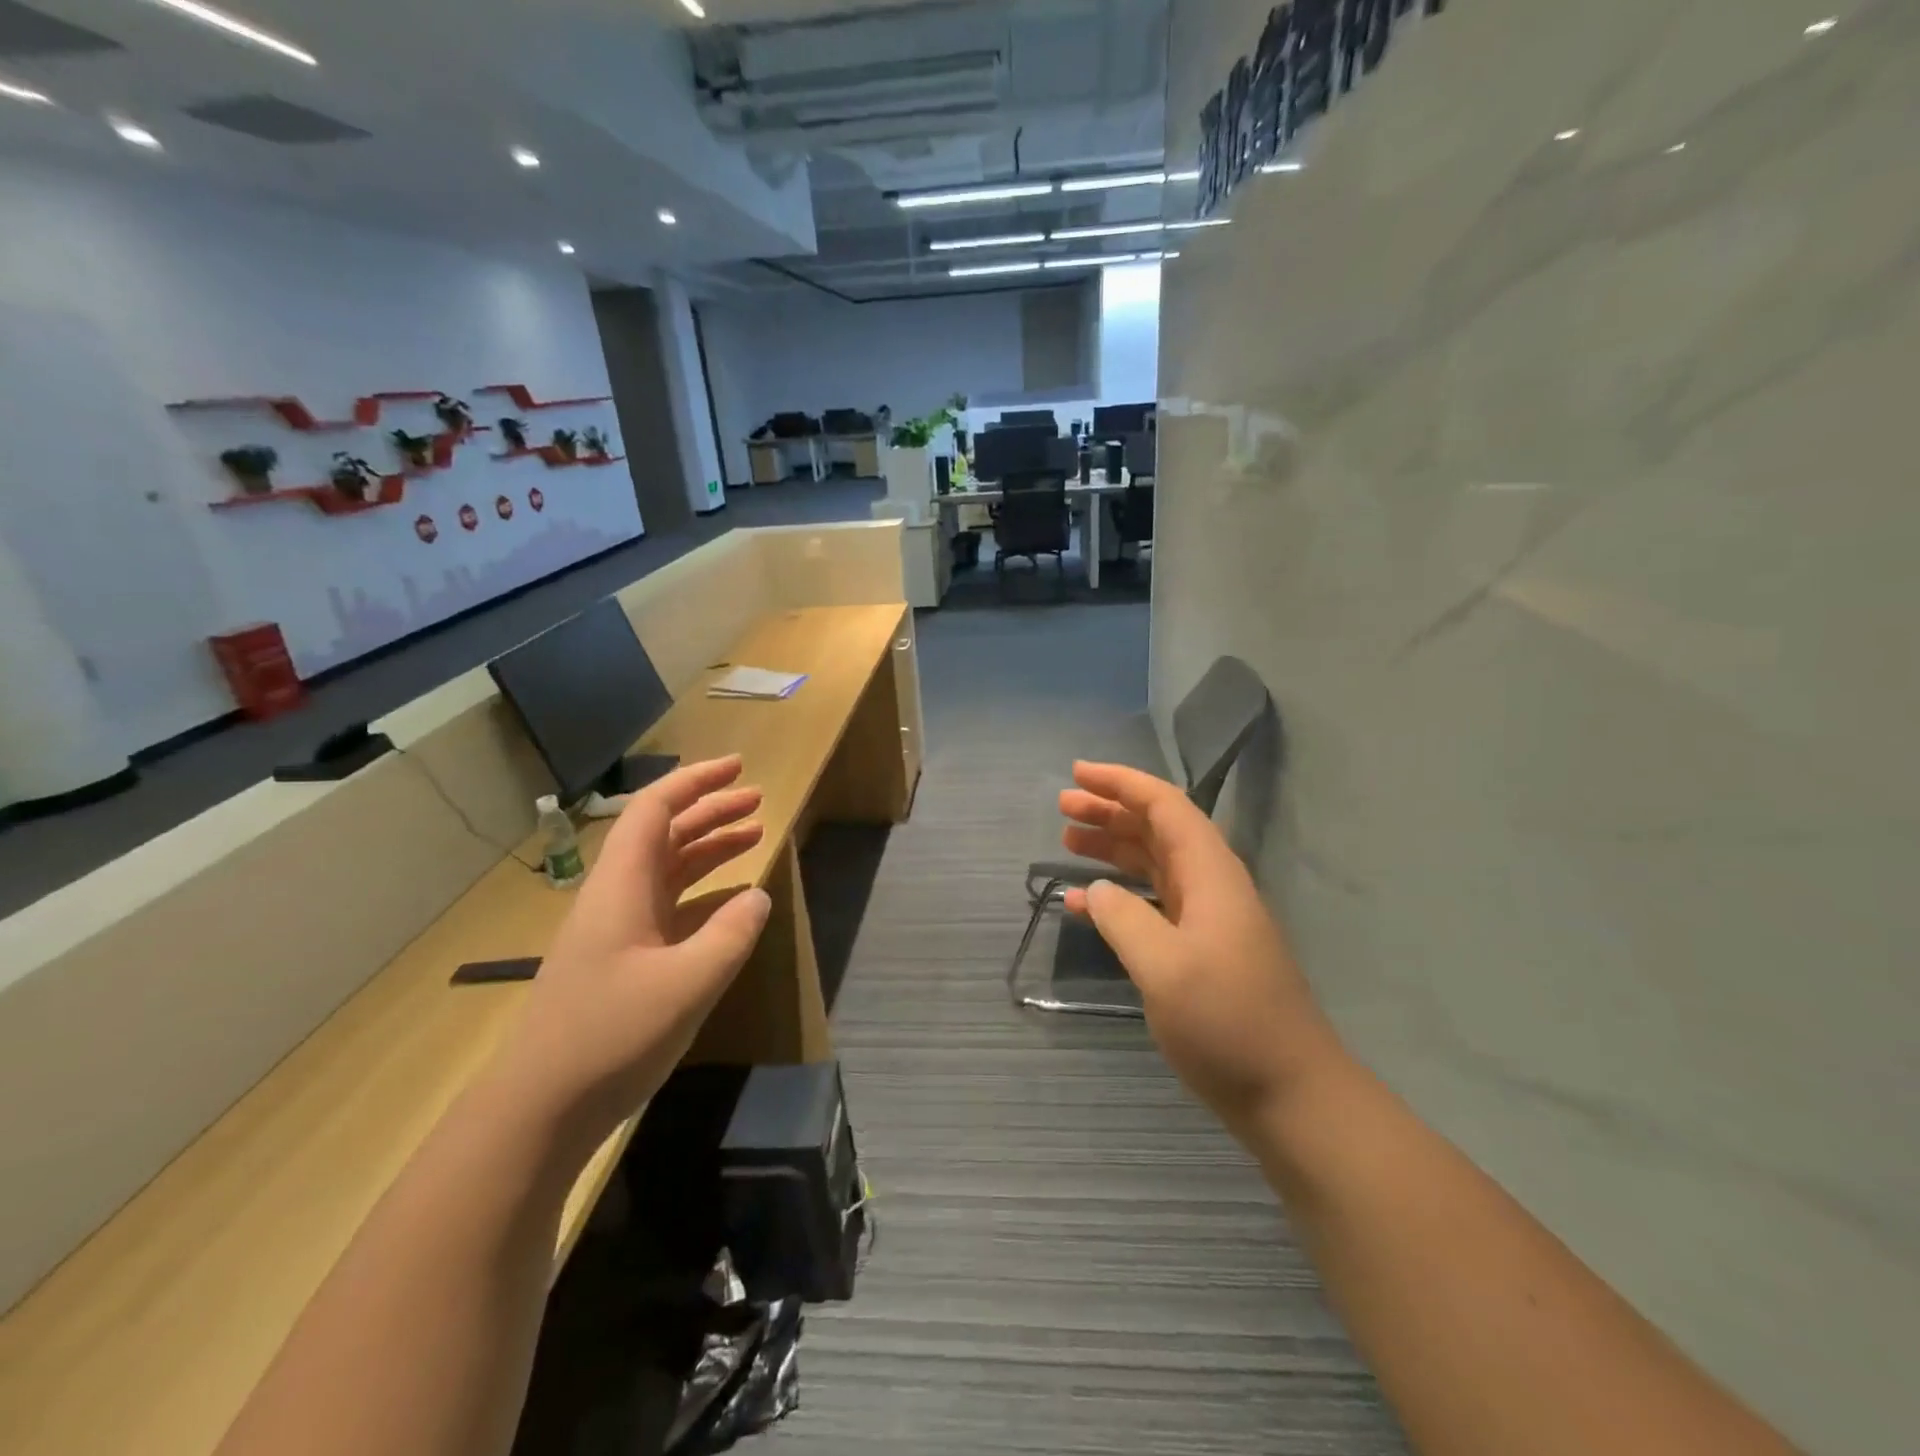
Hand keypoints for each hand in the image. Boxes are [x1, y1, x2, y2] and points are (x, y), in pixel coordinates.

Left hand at [496, 756, 771, 1139]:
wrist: (539, 1110)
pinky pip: (668, 906)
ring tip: (753, 837)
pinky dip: (702, 892)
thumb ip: (731, 934)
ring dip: (708, 848)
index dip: (695, 781)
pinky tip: (731, 903)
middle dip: (711, 810)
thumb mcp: (687, 984)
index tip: (738, 767)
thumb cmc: (611, 1036)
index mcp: (622, 886)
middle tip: (758, 800)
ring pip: (667, 869)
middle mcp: (617, 897)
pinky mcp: (621, 961)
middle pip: (664, 834)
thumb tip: (757, 896)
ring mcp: (617, 930)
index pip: (655, 810)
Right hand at [1059, 761, 1345, 1136]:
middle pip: (1157, 828)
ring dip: (1112, 847)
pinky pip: (1152, 904)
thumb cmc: (1228, 1023)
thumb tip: (1095, 891)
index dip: (1121, 782)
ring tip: (1067, 839)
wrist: (1290, 1094)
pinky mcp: (1199, 949)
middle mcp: (1210, 885)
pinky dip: (1117, 895)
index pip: (1164, 806)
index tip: (1077, 773)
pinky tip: (1083, 903)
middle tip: (1062, 805)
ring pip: (1153, 863)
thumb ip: (1124, 919)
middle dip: (1111, 809)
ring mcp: (1206, 918)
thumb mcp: (1165, 968)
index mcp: (1210, 874)